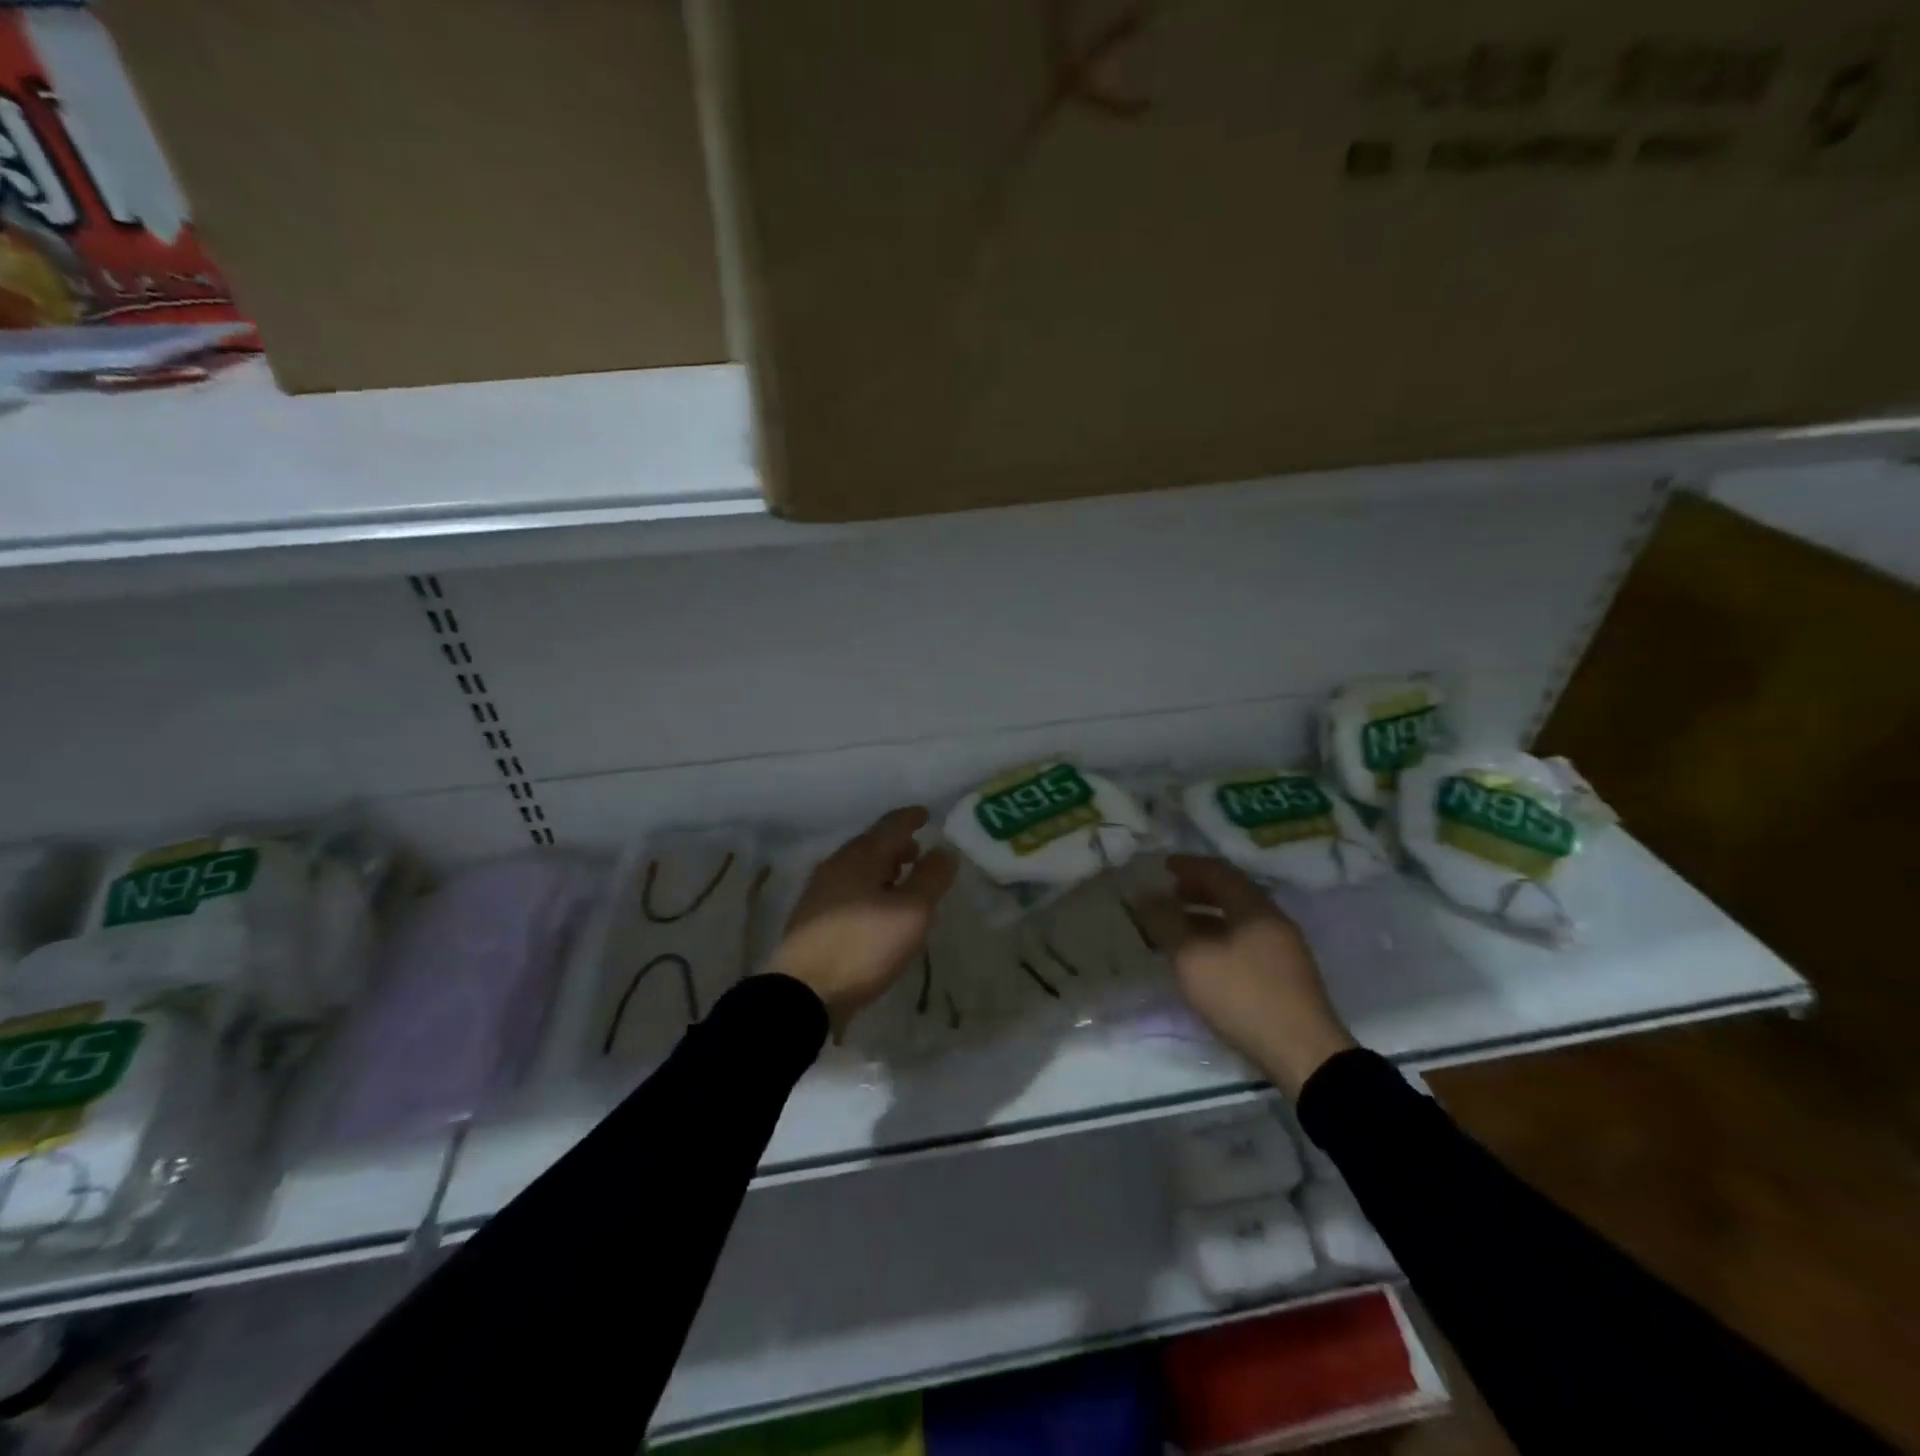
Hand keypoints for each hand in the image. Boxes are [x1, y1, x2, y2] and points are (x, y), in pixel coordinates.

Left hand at [770, 807, 957, 1020]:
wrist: (802, 992)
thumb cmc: (863, 945)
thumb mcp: (911, 912)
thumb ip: (931, 878)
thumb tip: (944, 851)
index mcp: (861, 855)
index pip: (892, 824)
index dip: (912, 818)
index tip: (926, 815)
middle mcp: (837, 864)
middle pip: (872, 843)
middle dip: (897, 845)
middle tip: (919, 853)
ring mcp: (820, 889)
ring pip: (859, 867)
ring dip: (883, 868)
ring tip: (903, 882)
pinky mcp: (812, 916)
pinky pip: (848, 888)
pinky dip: (869, 887)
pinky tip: (877, 909)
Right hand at [1157, 855, 1354, 1095]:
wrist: (1302, 1054)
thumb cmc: (1243, 996)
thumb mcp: (1192, 958)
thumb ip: (1167, 923)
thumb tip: (1146, 897)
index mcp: (1254, 907)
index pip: (1218, 871)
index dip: (1188, 865)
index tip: (1162, 866)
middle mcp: (1273, 920)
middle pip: (1232, 893)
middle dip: (1197, 891)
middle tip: (1168, 895)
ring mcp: (1284, 948)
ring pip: (1239, 919)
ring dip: (1207, 917)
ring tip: (1178, 928)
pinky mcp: (1285, 975)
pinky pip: (1245, 940)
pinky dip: (1219, 937)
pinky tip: (1203, 957)